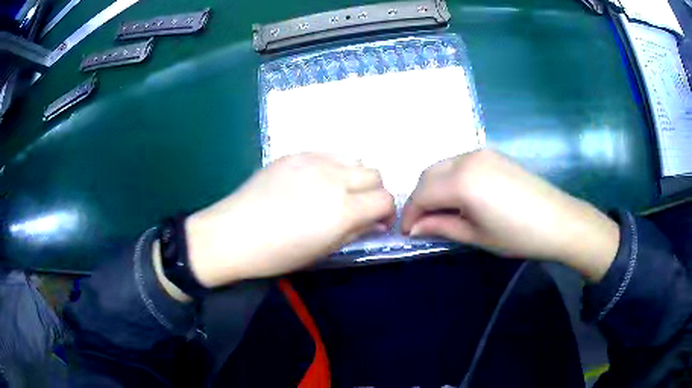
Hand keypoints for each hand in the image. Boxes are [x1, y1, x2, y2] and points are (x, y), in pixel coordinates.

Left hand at [182, 153, 395, 288]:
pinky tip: (315, 182)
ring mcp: (314, 161)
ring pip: (354, 160)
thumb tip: (376, 221)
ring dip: (355, 177)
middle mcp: (334, 178)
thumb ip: (356, 231)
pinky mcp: (295, 153)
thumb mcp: (323, 251)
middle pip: (375, 174)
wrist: (233, 233)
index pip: (385, 199)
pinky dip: (333, 167)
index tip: (376, 222)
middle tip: (358, 208)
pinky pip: (328, 154)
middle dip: (374, 193)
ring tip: (337, 192)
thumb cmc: (277, 253)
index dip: (386, 212)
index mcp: (343, 209)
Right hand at [401, 150, 619, 281]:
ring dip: (433, 186)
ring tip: (438, 211)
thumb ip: (441, 226)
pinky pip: (459, 162)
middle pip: (428, 174)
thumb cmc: (517, 235)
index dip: (410, 215)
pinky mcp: (492, 154)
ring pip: (443, 166)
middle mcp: (467, 159)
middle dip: (418, 198)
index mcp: (462, 181)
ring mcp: (481, 153)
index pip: (422, 194)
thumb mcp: (476, 236)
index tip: (406, 232)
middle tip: (420, 222)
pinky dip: (449, 178)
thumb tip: (414, 228)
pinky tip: (458, 196)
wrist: (558, 220)